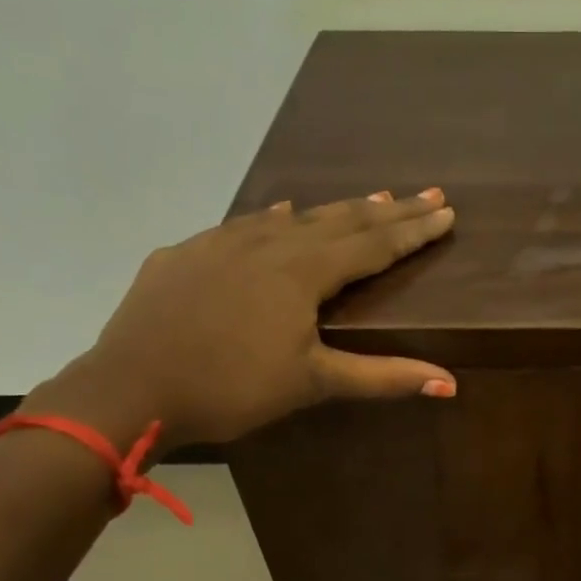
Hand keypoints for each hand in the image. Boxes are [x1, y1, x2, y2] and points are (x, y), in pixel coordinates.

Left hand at [27, 190, 457, 447]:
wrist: (130, 387)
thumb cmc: (232, 388)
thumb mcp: (313, 384)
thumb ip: (383, 377)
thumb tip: (451, 384)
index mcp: (302, 272)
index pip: (373, 244)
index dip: (413, 231)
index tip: (447, 212)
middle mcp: (268, 244)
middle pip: (339, 221)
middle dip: (388, 209)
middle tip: (426, 193)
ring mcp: (222, 243)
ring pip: (293, 218)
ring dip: (336, 210)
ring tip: (371, 198)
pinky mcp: (186, 254)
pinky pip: (243, 226)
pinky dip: (273, 219)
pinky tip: (277, 213)